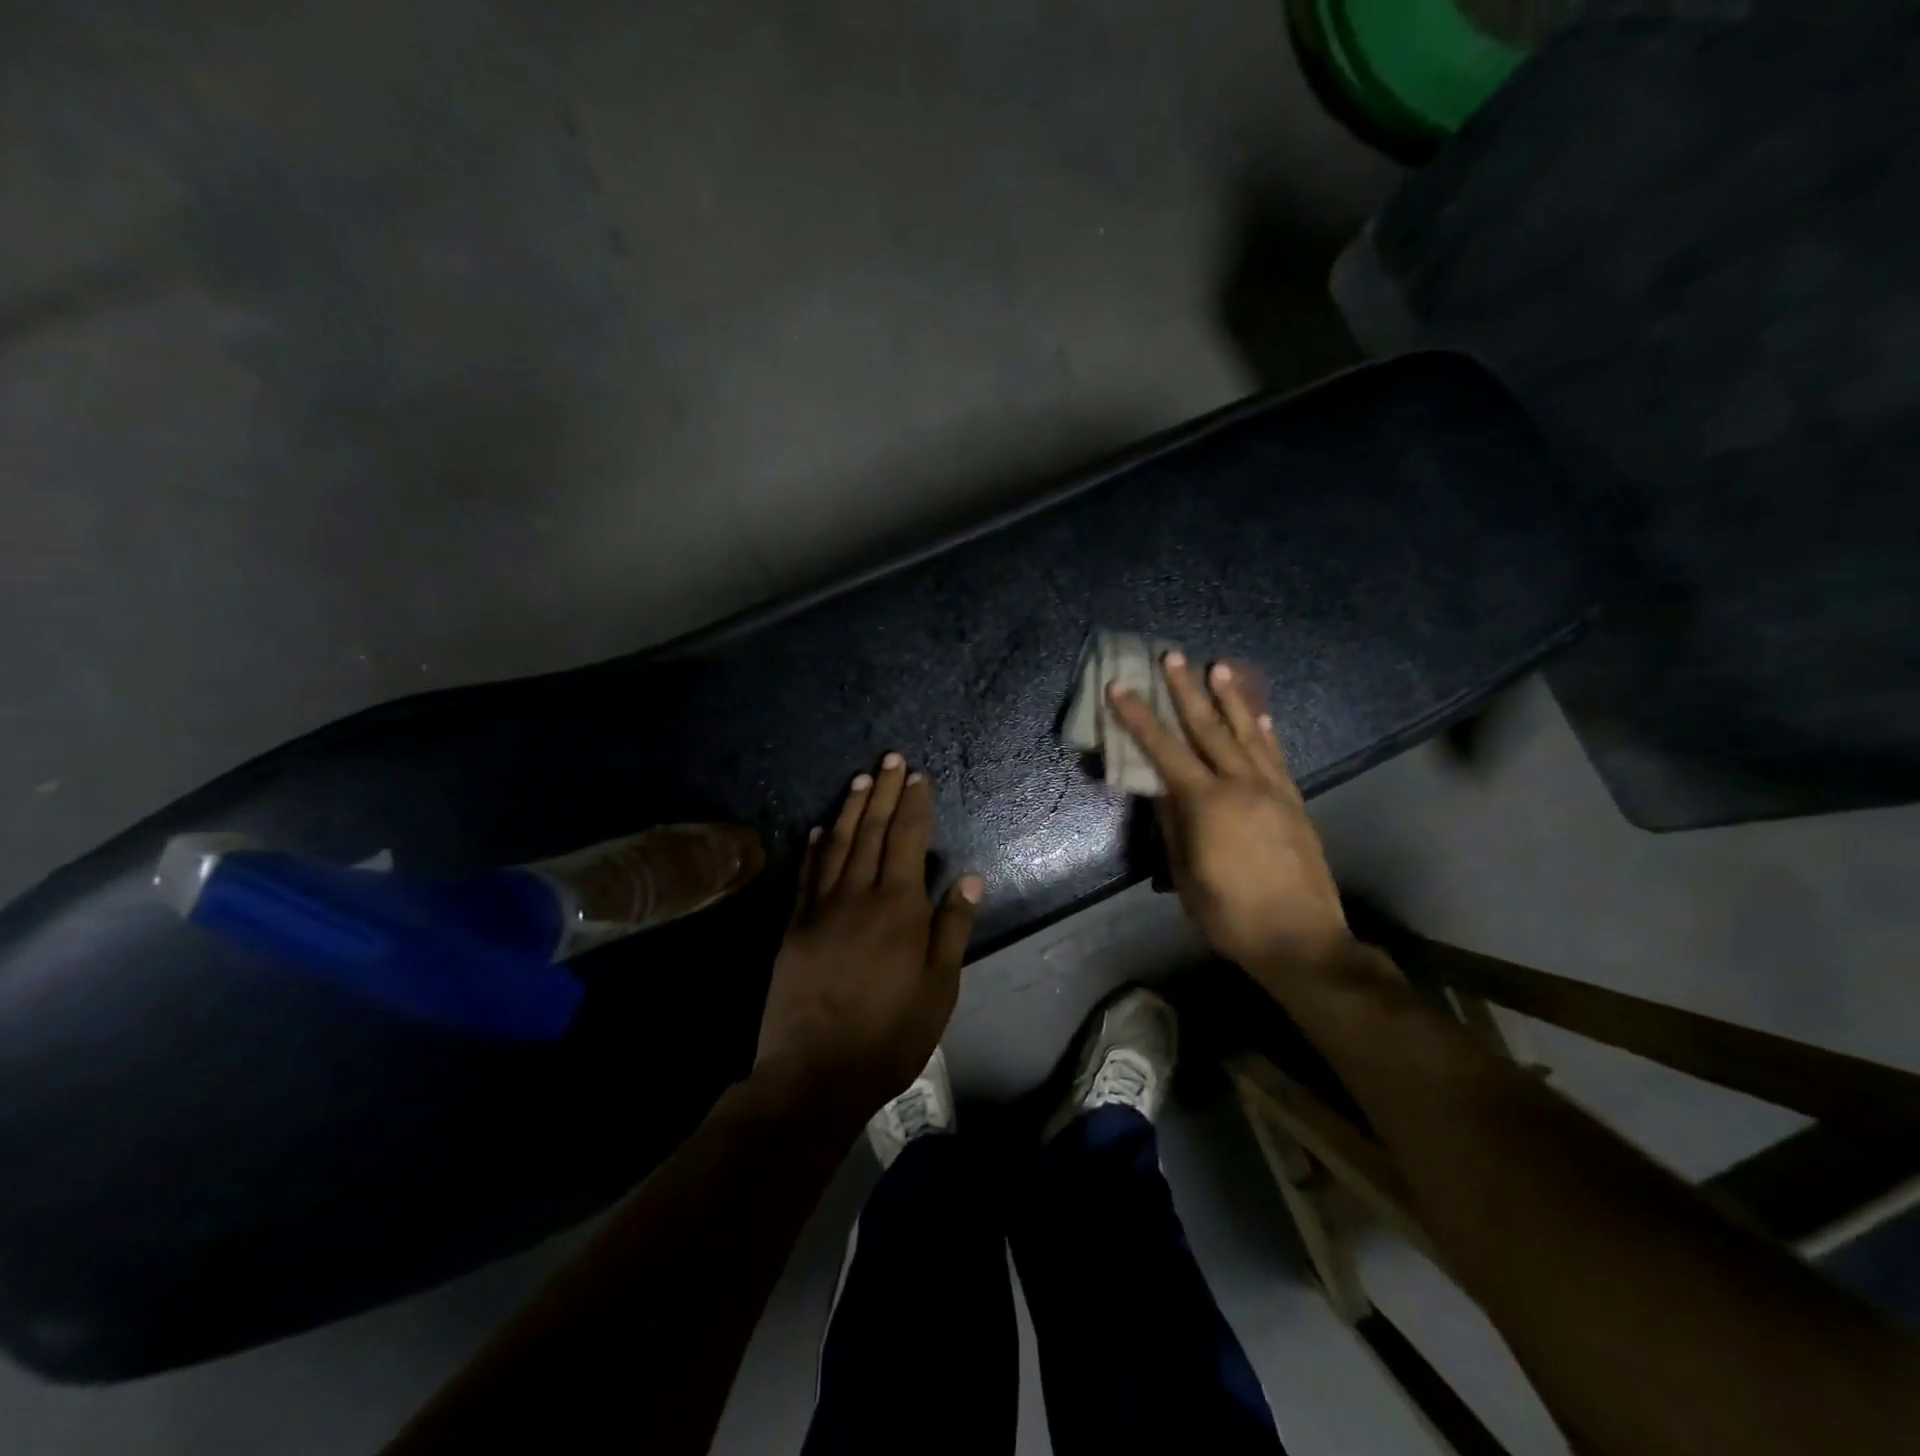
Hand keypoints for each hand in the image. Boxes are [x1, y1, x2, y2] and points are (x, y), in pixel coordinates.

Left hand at [754, 753, 981, 1116]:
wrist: (815, 1073)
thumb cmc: (890, 1034)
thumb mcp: (939, 988)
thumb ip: (952, 928)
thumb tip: (968, 879)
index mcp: (898, 907)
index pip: (907, 839)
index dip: (914, 805)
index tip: (917, 776)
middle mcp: (857, 894)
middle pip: (871, 830)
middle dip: (883, 791)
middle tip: (891, 758)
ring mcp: (820, 908)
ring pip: (837, 844)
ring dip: (850, 807)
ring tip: (860, 778)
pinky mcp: (794, 926)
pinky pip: (807, 874)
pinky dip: (815, 846)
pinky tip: (820, 828)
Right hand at [1106, 653, 1353, 983]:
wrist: (1302, 940)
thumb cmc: (1230, 915)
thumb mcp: (1186, 875)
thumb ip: (1173, 826)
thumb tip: (1161, 791)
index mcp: (1207, 804)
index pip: (1164, 750)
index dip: (1139, 718)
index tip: (1121, 687)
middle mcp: (1241, 785)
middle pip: (1208, 728)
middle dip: (1186, 690)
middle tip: (1171, 656)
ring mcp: (1273, 790)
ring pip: (1248, 733)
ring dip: (1230, 698)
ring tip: (1218, 665)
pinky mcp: (1294, 801)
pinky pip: (1276, 756)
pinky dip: (1265, 731)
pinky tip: (1260, 714)